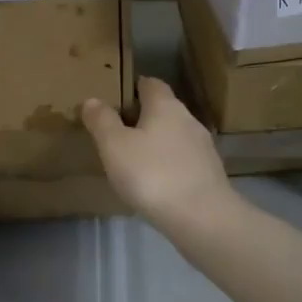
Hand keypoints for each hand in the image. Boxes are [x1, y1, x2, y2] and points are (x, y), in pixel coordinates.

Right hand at [80, 78, 235, 232]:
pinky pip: (182, 159)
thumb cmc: (152, 174)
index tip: (114, 101)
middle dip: (142, 117)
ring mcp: (203, 147)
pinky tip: (155, 182)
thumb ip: (102, 121)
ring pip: (174, 135)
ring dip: (156, 142)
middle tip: (117, 133)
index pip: (149, 84)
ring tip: (133, 160)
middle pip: (163, 109)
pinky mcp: (209, 173)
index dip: (132, 88)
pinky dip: (168, 164)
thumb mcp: (114, 146)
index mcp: (165, 105)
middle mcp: (188, 119)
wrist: (202, 218)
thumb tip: (92, 100)